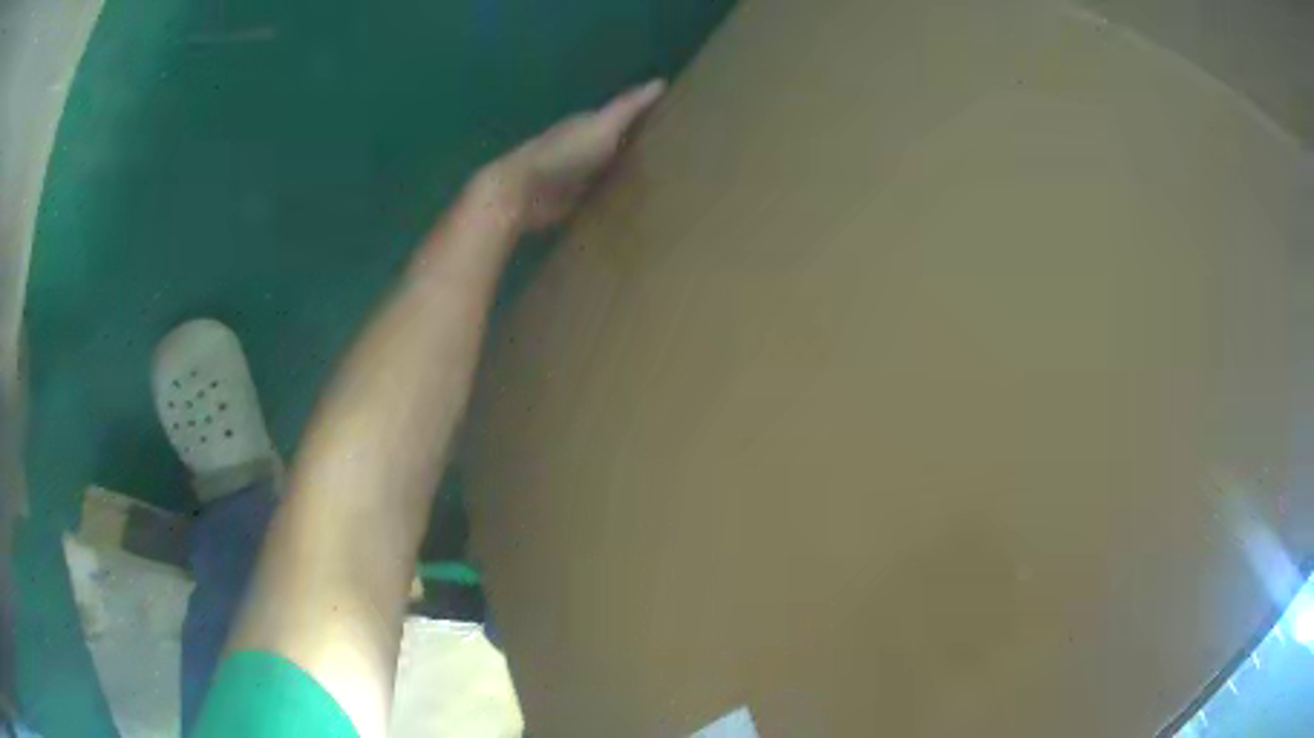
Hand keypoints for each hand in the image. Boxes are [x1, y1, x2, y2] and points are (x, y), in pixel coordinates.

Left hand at [479, 79, 665, 230]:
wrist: (524, 192)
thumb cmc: (565, 153)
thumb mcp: (603, 125)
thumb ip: (629, 107)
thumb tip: (660, 81)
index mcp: (590, 123)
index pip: (624, 116)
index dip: (647, 117)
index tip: (676, 121)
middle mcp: (584, 146)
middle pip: (618, 143)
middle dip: (640, 145)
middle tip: (677, 155)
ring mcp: (577, 175)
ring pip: (610, 169)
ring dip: (629, 172)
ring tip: (665, 181)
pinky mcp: (572, 202)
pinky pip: (600, 196)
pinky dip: (615, 197)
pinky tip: (635, 204)